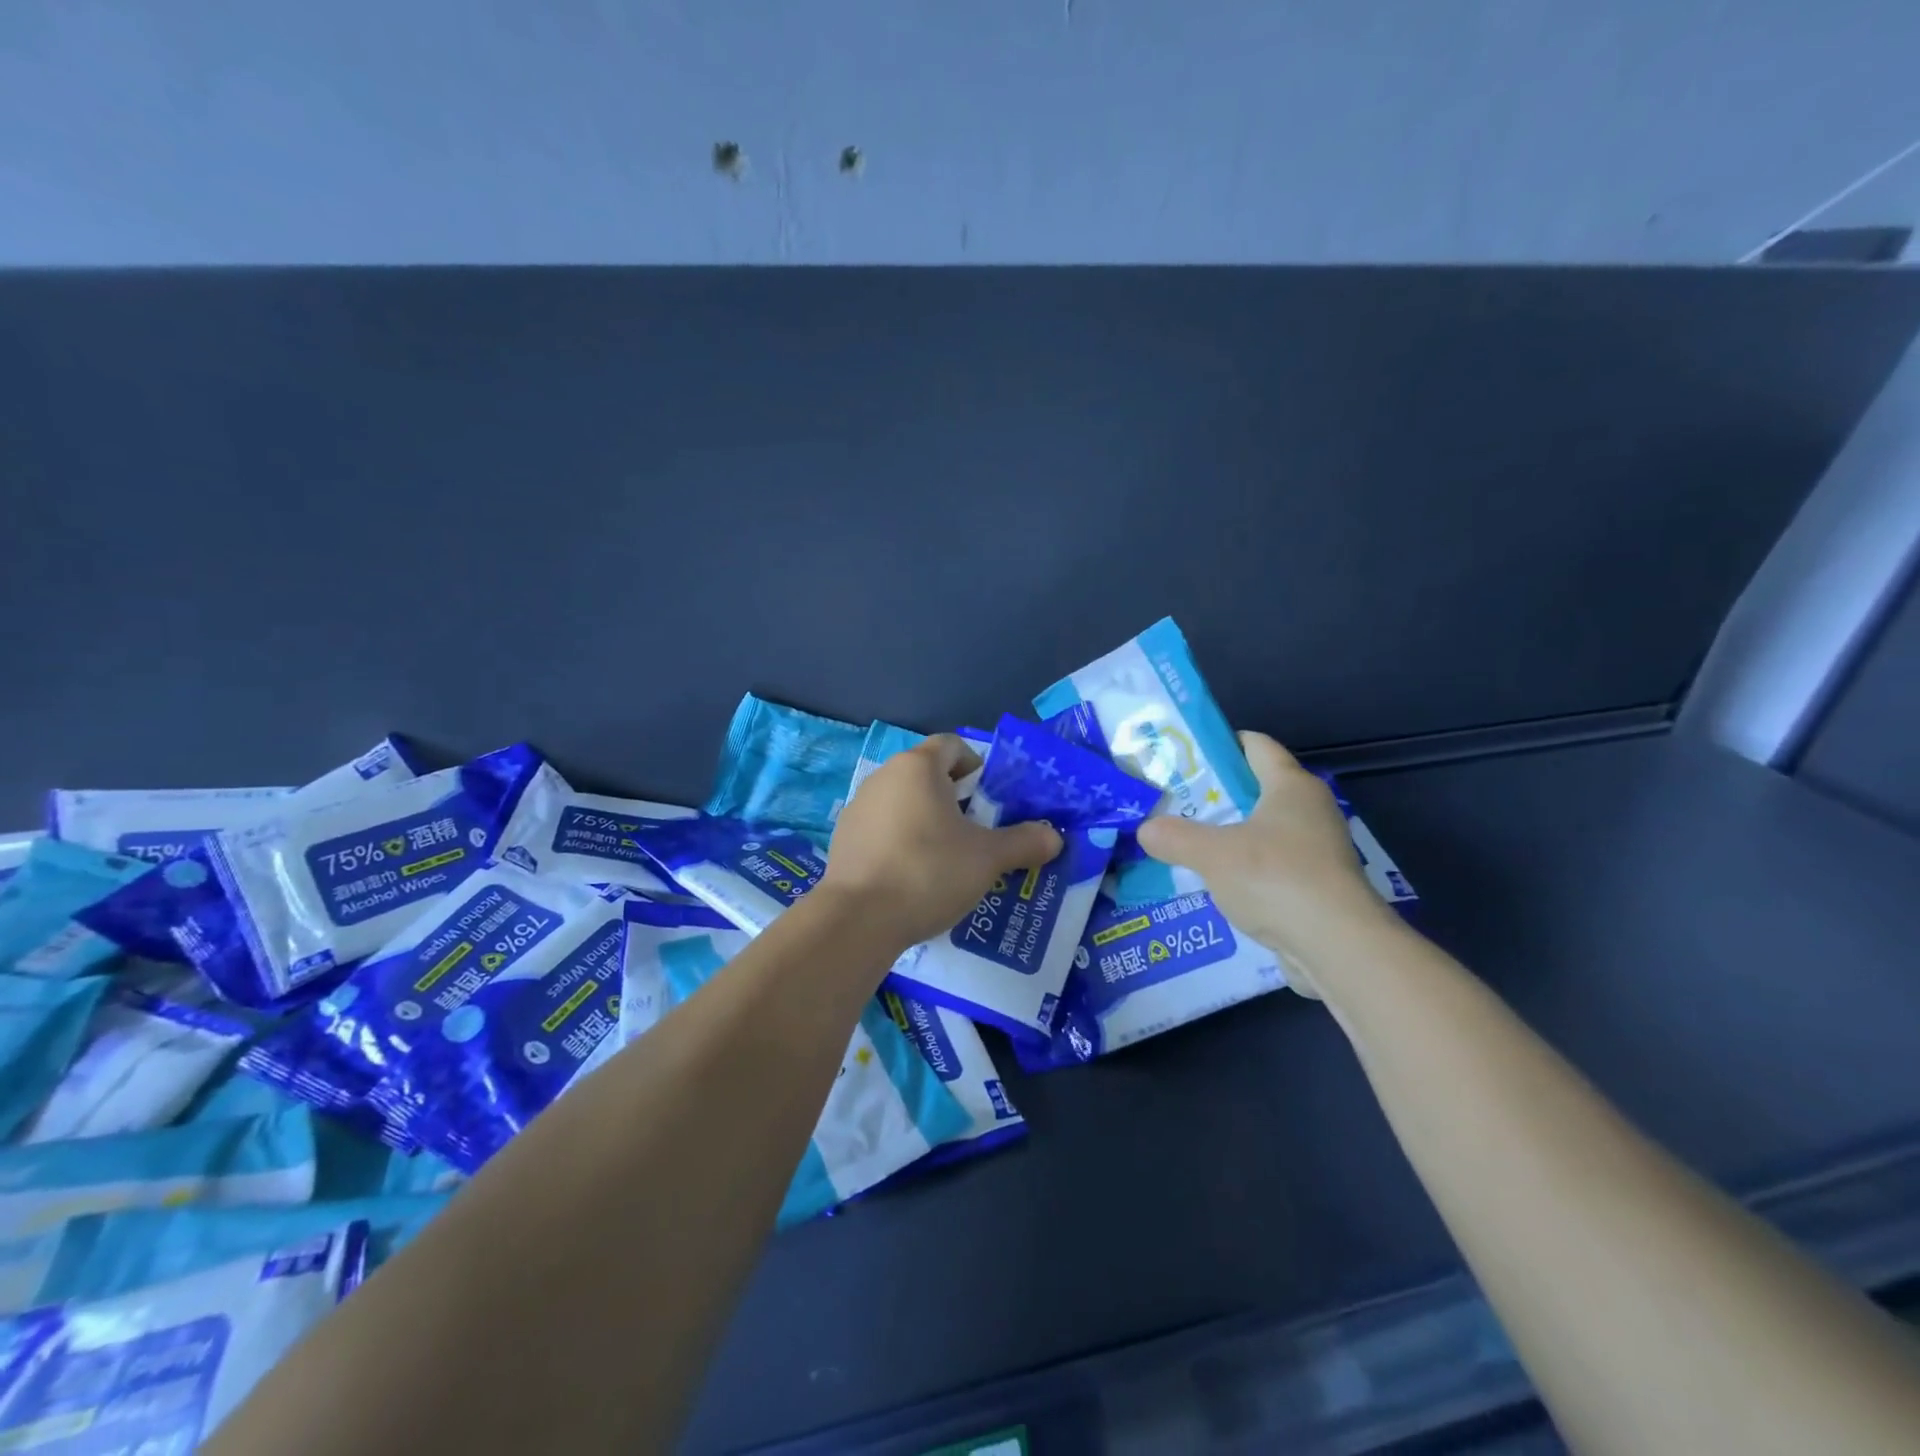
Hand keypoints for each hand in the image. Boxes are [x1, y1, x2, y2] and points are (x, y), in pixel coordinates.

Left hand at [824, 735, 1062, 951]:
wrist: (859, 918)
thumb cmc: (929, 871)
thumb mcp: (987, 858)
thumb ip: (1024, 842)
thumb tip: (1054, 837)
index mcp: (918, 767)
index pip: (953, 746)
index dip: (977, 766)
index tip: (990, 801)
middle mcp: (884, 777)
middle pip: (927, 775)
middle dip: (955, 800)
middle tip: (977, 835)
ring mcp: (858, 807)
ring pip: (903, 804)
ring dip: (927, 822)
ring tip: (947, 861)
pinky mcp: (844, 838)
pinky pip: (882, 829)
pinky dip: (901, 843)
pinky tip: (913, 878)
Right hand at [1135, 732, 1394, 996]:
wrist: (1338, 947)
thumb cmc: (1275, 879)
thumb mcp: (1212, 854)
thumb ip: (1174, 837)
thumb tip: (1146, 830)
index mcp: (1291, 786)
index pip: (1255, 745)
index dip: (1219, 745)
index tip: (1184, 757)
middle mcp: (1311, 810)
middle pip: (1256, 789)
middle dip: (1215, 796)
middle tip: (1174, 804)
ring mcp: (1319, 850)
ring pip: (1263, 831)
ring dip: (1228, 837)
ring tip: (1186, 845)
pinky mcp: (1319, 886)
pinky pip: (1272, 866)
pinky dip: (1245, 870)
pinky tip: (1215, 885)